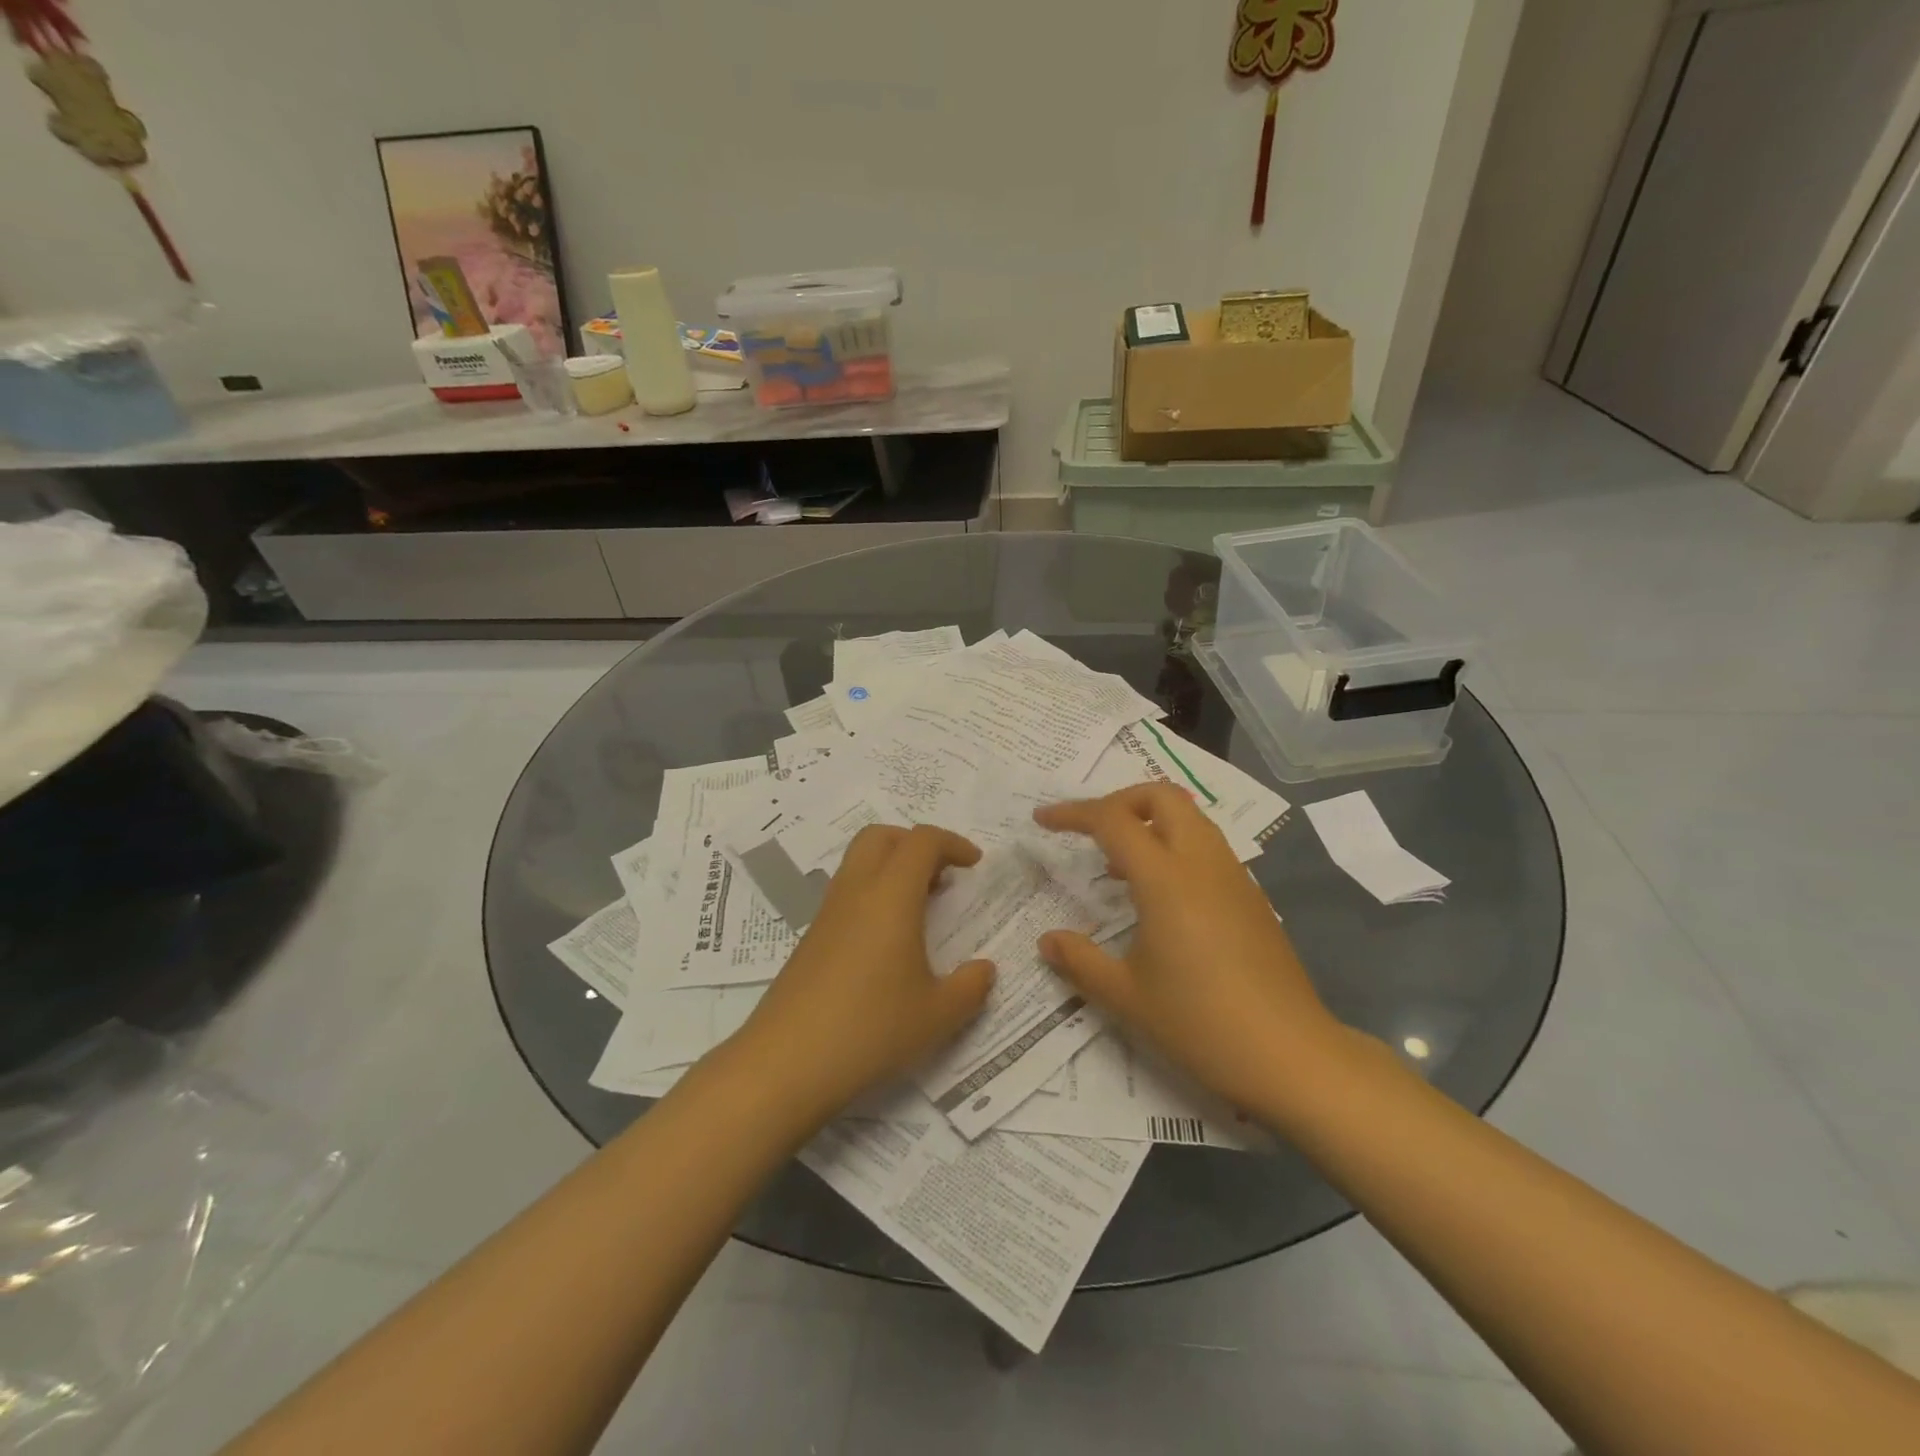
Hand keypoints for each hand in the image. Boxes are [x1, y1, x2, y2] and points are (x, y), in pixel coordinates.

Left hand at [730, 824, 995, 1121]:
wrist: (785, 1063)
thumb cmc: (870, 1030)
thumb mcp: (937, 1016)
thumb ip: (970, 987)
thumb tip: (984, 969)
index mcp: (891, 896)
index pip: (922, 841)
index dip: (953, 843)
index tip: (975, 865)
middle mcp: (856, 892)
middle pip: (882, 836)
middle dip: (915, 843)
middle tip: (943, 875)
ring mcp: (827, 913)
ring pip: (858, 862)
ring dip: (892, 868)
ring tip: (920, 908)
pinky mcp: (811, 938)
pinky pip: (846, 893)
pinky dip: (873, 895)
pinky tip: (887, 941)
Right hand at [1034, 784, 1340, 1116]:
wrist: (1291, 1055)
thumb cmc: (1200, 1024)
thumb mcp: (1126, 996)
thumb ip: (1080, 961)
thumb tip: (1048, 941)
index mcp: (1166, 879)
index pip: (1113, 820)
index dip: (1072, 813)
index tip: (1043, 820)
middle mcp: (1202, 863)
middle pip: (1162, 796)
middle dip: (1119, 800)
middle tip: (1090, 830)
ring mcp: (1234, 877)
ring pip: (1190, 818)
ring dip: (1150, 822)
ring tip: (1119, 866)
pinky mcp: (1252, 897)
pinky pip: (1207, 847)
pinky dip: (1175, 846)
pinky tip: (1160, 896)